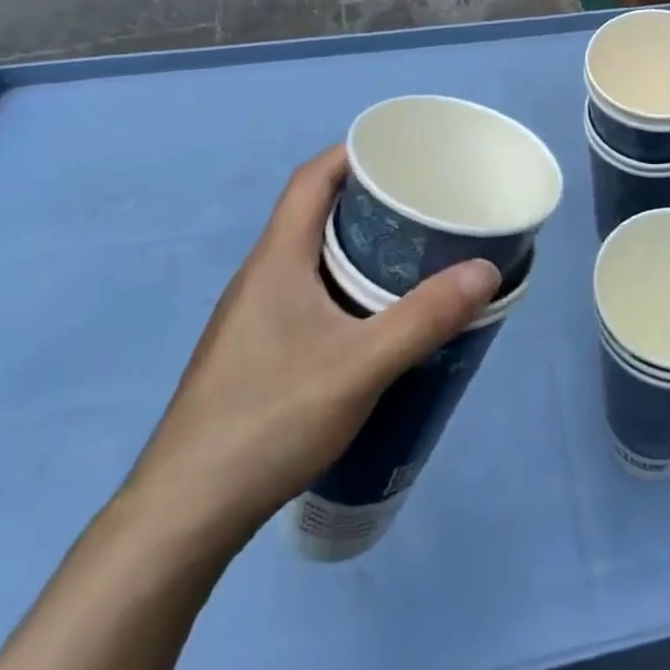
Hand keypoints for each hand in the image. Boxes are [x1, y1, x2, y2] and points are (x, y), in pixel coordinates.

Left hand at [120, 146, 499, 546]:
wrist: (183, 516)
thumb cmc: (269, 419)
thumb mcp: (360, 366)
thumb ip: (425, 317)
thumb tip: (486, 269)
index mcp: (276, 259)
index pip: (312, 178)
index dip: (353, 152)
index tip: (402, 152)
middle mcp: (260, 276)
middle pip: (314, 213)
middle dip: (369, 199)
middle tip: (423, 204)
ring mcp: (253, 317)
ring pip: (311, 257)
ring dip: (358, 245)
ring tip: (411, 253)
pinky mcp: (255, 352)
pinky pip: (307, 293)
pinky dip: (345, 285)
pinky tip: (374, 318)